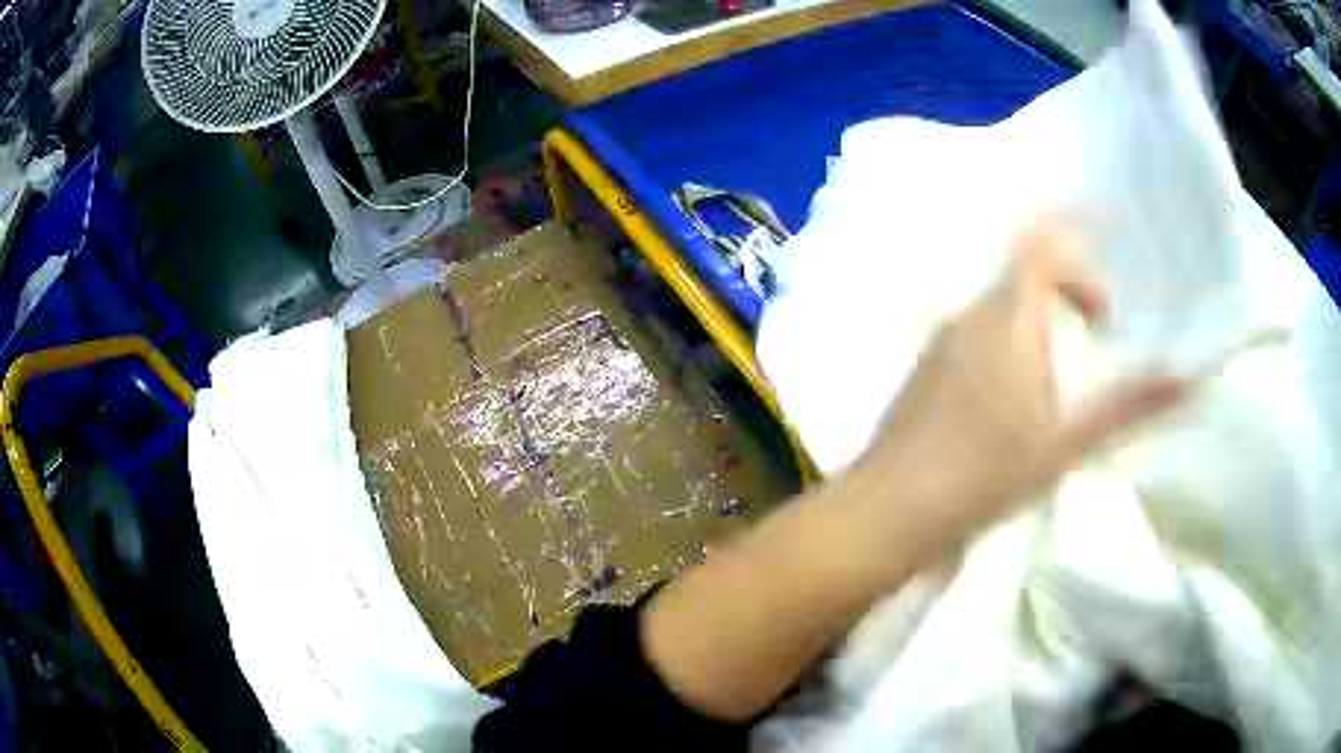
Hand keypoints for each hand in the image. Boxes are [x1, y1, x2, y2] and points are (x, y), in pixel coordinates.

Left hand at [843, 223, 1183, 579]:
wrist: (889, 511)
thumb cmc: (984, 474)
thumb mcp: (1066, 442)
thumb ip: (1128, 406)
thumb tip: (1188, 381)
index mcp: (1006, 315)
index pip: (1041, 244)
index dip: (1076, 238)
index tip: (1108, 279)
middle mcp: (969, 314)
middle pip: (1025, 275)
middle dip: (1069, 292)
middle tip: (1100, 332)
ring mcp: (940, 341)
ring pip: (1000, 308)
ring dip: (1039, 322)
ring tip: (1066, 373)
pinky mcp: (925, 371)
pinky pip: (977, 335)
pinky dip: (1010, 343)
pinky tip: (1016, 400)